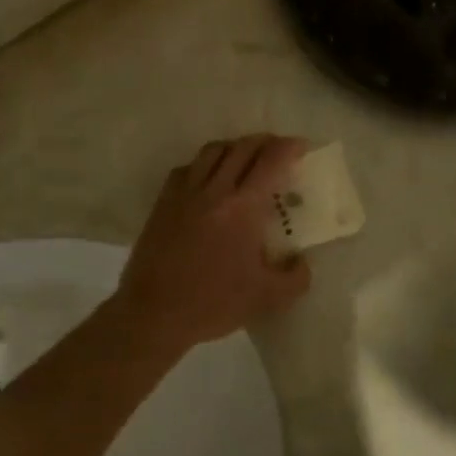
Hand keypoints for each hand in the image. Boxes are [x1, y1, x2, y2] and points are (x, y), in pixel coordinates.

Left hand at [115, 136, 312, 353]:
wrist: (153, 313)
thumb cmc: (213, 303)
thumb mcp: (267, 298)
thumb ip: (295, 278)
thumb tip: (301, 262)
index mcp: (243, 208)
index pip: (271, 162)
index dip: (290, 148)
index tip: (302, 147)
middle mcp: (214, 190)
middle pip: (242, 148)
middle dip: (265, 142)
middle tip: (279, 150)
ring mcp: (184, 194)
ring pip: (212, 151)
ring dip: (235, 147)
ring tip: (246, 158)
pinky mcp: (163, 203)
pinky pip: (187, 168)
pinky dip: (205, 164)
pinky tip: (209, 179)